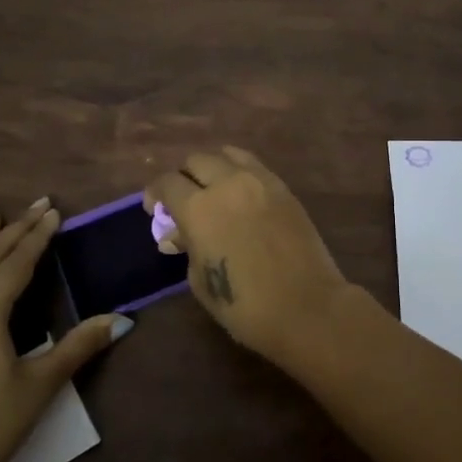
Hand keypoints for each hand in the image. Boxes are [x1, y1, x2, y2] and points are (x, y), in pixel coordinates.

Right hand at [145, 147, 353, 362]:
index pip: (167, 184)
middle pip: (197, 161)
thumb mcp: (200, 280)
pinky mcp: (284, 189)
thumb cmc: (244, 305)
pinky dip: (240, 172)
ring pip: (228, 154)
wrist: (306, 306)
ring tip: (214, 190)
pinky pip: (255, 166)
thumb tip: (178, 235)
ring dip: (214, 168)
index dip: (155, 194)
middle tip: (184, 200)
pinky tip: (240, 195)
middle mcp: (228, 184)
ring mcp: (261, 181)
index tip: (155, 210)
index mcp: (199, 208)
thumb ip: (188, 248)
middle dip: (184, 177)